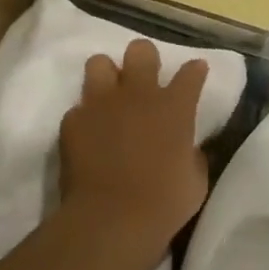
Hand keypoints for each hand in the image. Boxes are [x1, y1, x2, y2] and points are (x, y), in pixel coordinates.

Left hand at [59, 39, 209, 252]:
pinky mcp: (72, 120)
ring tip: (110, 96)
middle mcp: (138, 94)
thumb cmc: (164, 203)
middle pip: (141, 51)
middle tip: (145, 78)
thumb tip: (189, 149)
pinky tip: (90, 134)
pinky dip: (86, 118)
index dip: (195, 71)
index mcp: (175, 107)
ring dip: (107, 76)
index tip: (196, 72)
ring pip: (100, 63)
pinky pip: (79, 107)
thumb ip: (192, 154)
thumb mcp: (195, 180)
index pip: (191, 73)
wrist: (111, 218)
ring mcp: (101, 103)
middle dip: (145, 59)